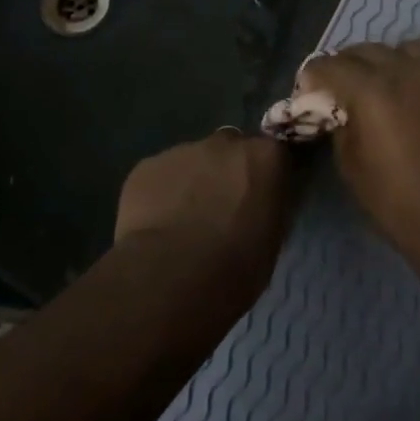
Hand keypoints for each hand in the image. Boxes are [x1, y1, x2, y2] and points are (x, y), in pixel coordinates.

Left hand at [114, 132, 301, 293]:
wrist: (171, 277)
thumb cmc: (236, 267)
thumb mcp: (272, 238)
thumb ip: (267, 206)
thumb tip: (260, 203)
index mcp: (265, 157)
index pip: (273, 154)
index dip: (264, 176)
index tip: (259, 199)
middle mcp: (226, 143)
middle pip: (231, 149)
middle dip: (227, 171)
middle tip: (221, 209)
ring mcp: (183, 150)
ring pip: (193, 161)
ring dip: (194, 182)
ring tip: (184, 222)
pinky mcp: (147, 166)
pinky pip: (161, 175)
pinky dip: (163, 193)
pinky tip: (158, 225)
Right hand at [297, 41, 419, 262]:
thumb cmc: (399, 201)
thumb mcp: (351, 168)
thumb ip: (341, 127)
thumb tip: (340, 111)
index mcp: (370, 90)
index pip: (329, 65)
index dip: (313, 76)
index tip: (307, 91)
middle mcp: (403, 71)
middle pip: (364, 50)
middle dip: (344, 64)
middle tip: (338, 87)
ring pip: (402, 49)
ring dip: (383, 60)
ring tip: (378, 83)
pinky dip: (412, 72)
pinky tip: (410, 97)